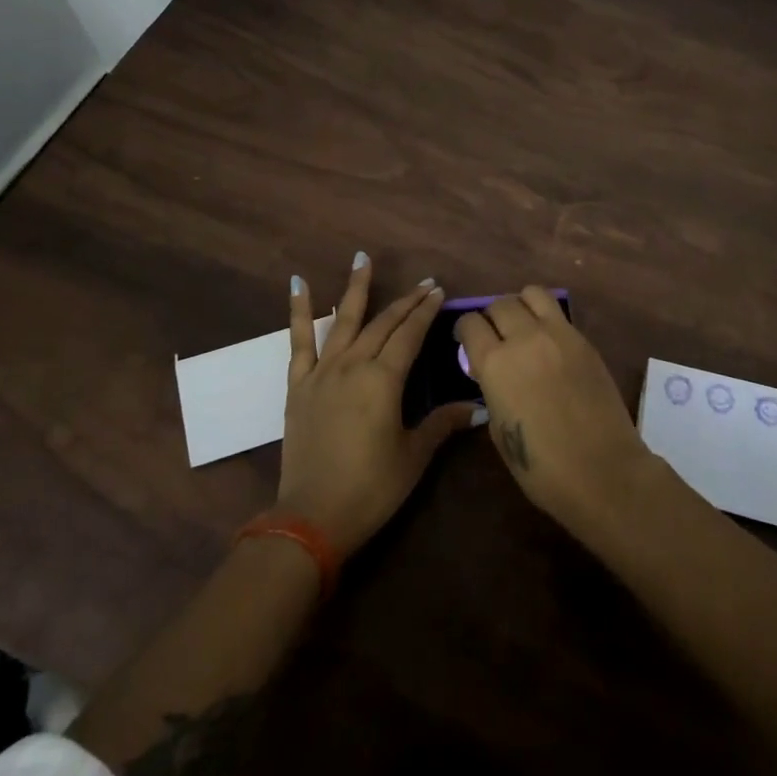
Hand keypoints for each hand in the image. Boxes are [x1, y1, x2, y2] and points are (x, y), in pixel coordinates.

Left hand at [277, 254, 479, 556]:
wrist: (312, 517)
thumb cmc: (371, 488)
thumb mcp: (413, 456)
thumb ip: (442, 424)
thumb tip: (478, 409)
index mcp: (384, 380)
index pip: (410, 335)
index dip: (426, 312)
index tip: (438, 291)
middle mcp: (354, 364)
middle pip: (383, 323)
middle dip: (406, 301)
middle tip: (424, 283)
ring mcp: (323, 371)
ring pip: (343, 320)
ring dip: (356, 288)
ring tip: (363, 258)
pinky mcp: (299, 385)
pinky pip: (299, 340)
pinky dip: (299, 311)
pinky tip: (298, 284)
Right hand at [455, 287, 655, 536]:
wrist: (603, 471)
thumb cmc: (542, 466)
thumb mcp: (499, 430)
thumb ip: (491, 390)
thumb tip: (492, 374)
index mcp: (495, 363)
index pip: (470, 323)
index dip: (464, 330)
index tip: (466, 340)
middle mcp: (525, 338)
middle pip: (500, 303)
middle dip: (491, 317)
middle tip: (495, 336)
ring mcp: (559, 334)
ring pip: (532, 294)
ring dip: (521, 306)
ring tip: (523, 326)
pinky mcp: (584, 340)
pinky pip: (558, 314)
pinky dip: (547, 319)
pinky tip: (549, 343)